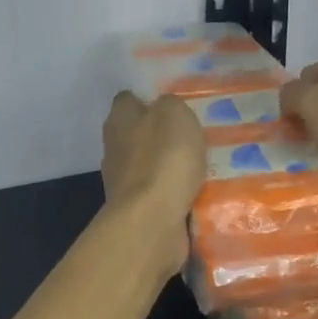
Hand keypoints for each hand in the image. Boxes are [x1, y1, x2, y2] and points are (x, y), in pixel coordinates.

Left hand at [100, 91, 205, 278]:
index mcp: (119, 119)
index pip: (128, 99)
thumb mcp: (175, 113)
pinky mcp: (136, 208)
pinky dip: (175, 192)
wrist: (152, 219)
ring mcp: (122, 181)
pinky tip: (197, 192)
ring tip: (203, 165)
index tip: (174, 105)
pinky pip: (160, 193)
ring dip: (170, 166)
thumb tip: (164, 109)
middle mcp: (114, 147)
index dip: (149, 99)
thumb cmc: (163, 158)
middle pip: (138, 133)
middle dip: (162, 134)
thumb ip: (170, 105)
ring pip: (150, 164)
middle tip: (194, 135)